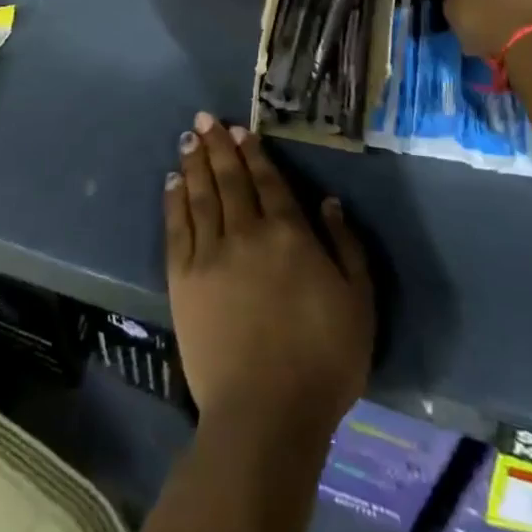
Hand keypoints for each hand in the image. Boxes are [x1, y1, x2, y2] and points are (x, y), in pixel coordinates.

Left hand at [164, 112, 372, 437]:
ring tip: (187, 137)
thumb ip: (346, 247)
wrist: (265, 412)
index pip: (267, 181)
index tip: (240, 130)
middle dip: (218, 146)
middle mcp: (246, 232)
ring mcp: (210, 254)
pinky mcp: (183, 279)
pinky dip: (174, 200)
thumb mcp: (359, 303)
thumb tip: (328, 202)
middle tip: (204, 118)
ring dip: (194, 163)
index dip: (253, 153)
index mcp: (288, 234)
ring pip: (201, 195)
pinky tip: (172, 181)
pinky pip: (177, 227)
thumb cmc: (323, 361)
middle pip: (230, 179)